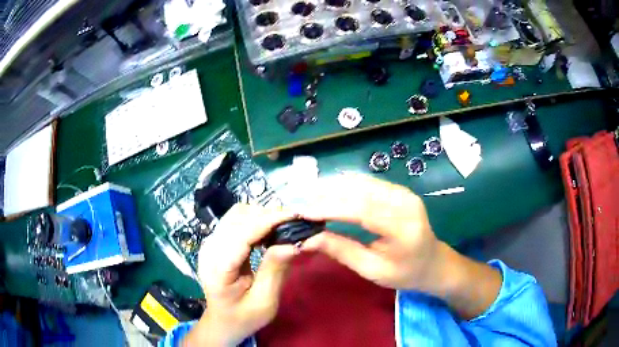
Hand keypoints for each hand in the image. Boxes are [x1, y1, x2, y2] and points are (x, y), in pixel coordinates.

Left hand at [183, 204, 296, 346]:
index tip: (297, 215)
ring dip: (263, 215)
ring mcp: (210, 242)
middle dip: (269, 216)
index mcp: (218, 268)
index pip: (243, 233)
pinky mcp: (216, 240)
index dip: (270, 220)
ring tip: (284, 227)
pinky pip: (237, 220)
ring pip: (238, 214)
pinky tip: (270, 231)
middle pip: (240, 217)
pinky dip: (256, 220)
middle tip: (296, 224)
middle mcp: (210, 248)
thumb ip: (276, 270)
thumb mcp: (265, 301)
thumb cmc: (243, 317)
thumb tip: (294, 242)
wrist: (222, 321)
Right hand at [300, 174, 440, 291]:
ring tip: (311, 195)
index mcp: (404, 228)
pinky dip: (347, 185)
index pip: (362, 210)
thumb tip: (308, 239)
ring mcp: (404, 193)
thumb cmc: (405, 273)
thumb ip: (341, 251)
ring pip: (363, 182)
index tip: (304, 212)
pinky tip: (330, 190)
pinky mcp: (400, 191)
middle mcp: (406, 203)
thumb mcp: (372, 270)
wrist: (432, 262)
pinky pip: (369, 183)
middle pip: (361, 191)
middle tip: (301, 201)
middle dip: (328, 195)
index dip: (330, 208)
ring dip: (335, 187)